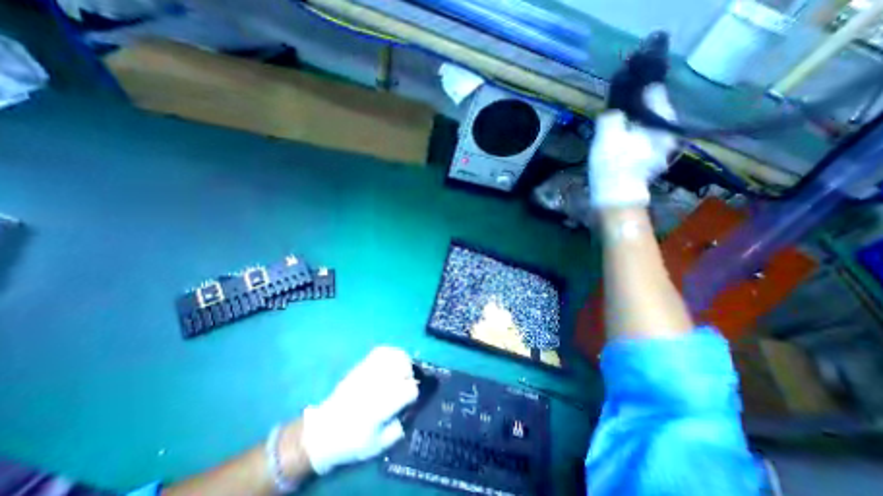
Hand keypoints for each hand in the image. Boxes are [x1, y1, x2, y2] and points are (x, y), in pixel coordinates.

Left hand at [300, 346, 418, 473]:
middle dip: (409, 374)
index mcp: (382, 405)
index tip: (409, 400)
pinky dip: (391, 353)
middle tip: (404, 384)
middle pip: (404, 366)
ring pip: (394, 355)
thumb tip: (406, 414)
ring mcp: (369, 371)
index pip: (409, 388)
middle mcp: (377, 384)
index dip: (412, 394)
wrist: (324, 430)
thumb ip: (397, 430)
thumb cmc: (351, 440)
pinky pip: (381, 350)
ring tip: (400, 371)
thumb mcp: (377, 445)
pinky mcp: (362, 365)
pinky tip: (391, 362)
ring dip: (402, 362)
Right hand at [589, 84, 678, 207]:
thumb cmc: (613, 165)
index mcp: (662, 119)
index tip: (620, 88)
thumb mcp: (607, 135)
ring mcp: (663, 146)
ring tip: (615, 128)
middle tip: (614, 112)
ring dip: (632, 123)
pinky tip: (620, 144)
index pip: (653, 90)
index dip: (636, 87)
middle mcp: (669, 129)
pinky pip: (643, 139)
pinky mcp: (653, 159)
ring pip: (646, 125)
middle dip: (633, 108)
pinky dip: (633, 137)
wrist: (616, 197)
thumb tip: (614, 107)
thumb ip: (612, 114)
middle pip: (650, 109)